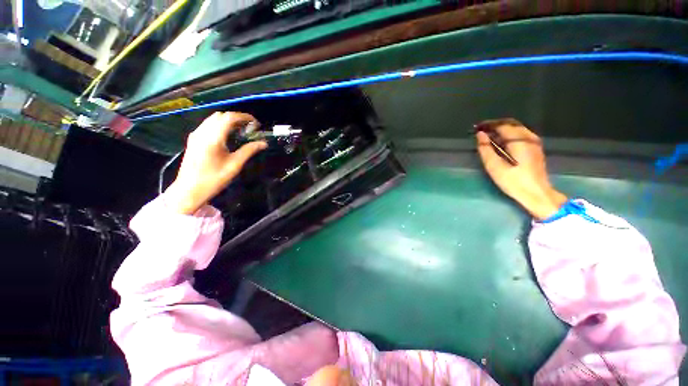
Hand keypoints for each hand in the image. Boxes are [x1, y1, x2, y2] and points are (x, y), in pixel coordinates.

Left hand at [164, 112, 266, 214]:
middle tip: (250, 129)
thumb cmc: (214, 179)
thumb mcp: (234, 165)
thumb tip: (263, 143)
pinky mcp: (193, 140)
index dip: (244, 117)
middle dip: (237, 118)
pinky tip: (228, 136)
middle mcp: (202, 132)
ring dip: (228, 121)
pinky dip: (220, 125)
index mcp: (212, 138)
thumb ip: (249, 151)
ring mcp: (196, 135)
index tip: (256, 124)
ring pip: (213, 119)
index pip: (229, 118)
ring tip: (241, 131)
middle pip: (221, 115)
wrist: (189, 190)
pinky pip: (208, 125)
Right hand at [475, 118, 566, 219]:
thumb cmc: (513, 181)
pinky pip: (521, 134)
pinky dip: (509, 135)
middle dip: (495, 125)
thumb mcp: (494, 166)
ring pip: (516, 128)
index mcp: (519, 140)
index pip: (502, 125)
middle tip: (481, 131)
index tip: (476, 128)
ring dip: (502, 130)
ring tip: (488, 137)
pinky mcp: (535, 148)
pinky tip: (501, 143)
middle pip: (511, 124)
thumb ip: (485, 149)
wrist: (536, 193)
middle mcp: (529, 137)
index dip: (488, 125)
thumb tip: (480, 135)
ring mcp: (534, 142)